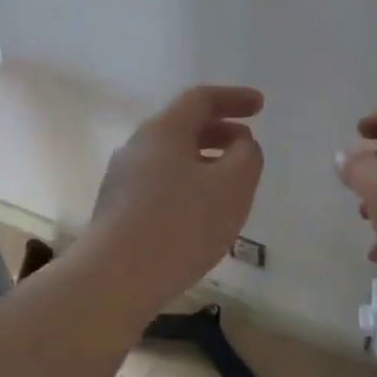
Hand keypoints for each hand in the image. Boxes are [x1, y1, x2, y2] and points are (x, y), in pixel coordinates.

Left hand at [83, 86, 264, 315]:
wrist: (116, 278)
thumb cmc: (181, 225)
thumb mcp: (232, 186)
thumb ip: (246, 156)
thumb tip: (241, 145)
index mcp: (163, 131)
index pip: (201, 99)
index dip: (234, 98)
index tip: (261, 107)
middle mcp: (137, 148)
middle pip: (183, 127)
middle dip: (220, 131)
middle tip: (247, 145)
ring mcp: (122, 180)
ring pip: (171, 158)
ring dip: (204, 161)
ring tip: (229, 184)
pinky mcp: (118, 210)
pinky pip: (160, 185)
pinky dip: (187, 185)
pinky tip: (201, 214)